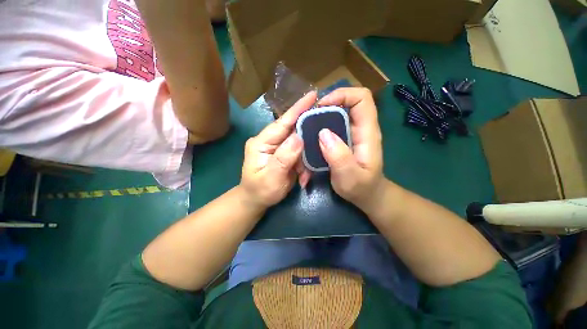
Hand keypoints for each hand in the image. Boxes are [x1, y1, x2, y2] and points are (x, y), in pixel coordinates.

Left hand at [239, 92, 315, 207]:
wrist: (256, 200)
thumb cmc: (260, 190)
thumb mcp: (271, 177)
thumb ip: (283, 157)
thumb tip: (299, 137)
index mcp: (261, 142)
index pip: (282, 122)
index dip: (297, 109)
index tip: (313, 95)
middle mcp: (270, 140)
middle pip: (293, 130)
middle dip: (308, 134)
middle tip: (323, 132)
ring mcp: (278, 147)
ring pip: (299, 143)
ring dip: (306, 157)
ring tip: (304, 174)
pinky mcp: (285, 154)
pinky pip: (300, 153)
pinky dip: (304, 164)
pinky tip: (303, 176)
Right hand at [317, 88, 385, 212]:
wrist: (367, 195)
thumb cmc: (362, 188)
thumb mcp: (351, 177)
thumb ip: (339, 157)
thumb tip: (323, 133)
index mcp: (367, 133)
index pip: (362, 99)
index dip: (342, 94)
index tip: (322, 106)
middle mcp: (361, 128)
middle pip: (348, 102)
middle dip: (327, 104)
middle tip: (309, 117)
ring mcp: (352, 133)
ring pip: (338, 113)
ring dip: (322, 115)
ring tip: (307, 126)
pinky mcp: (344, 139)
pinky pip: (332, 125)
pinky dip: (321, 125)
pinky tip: (311, 136)